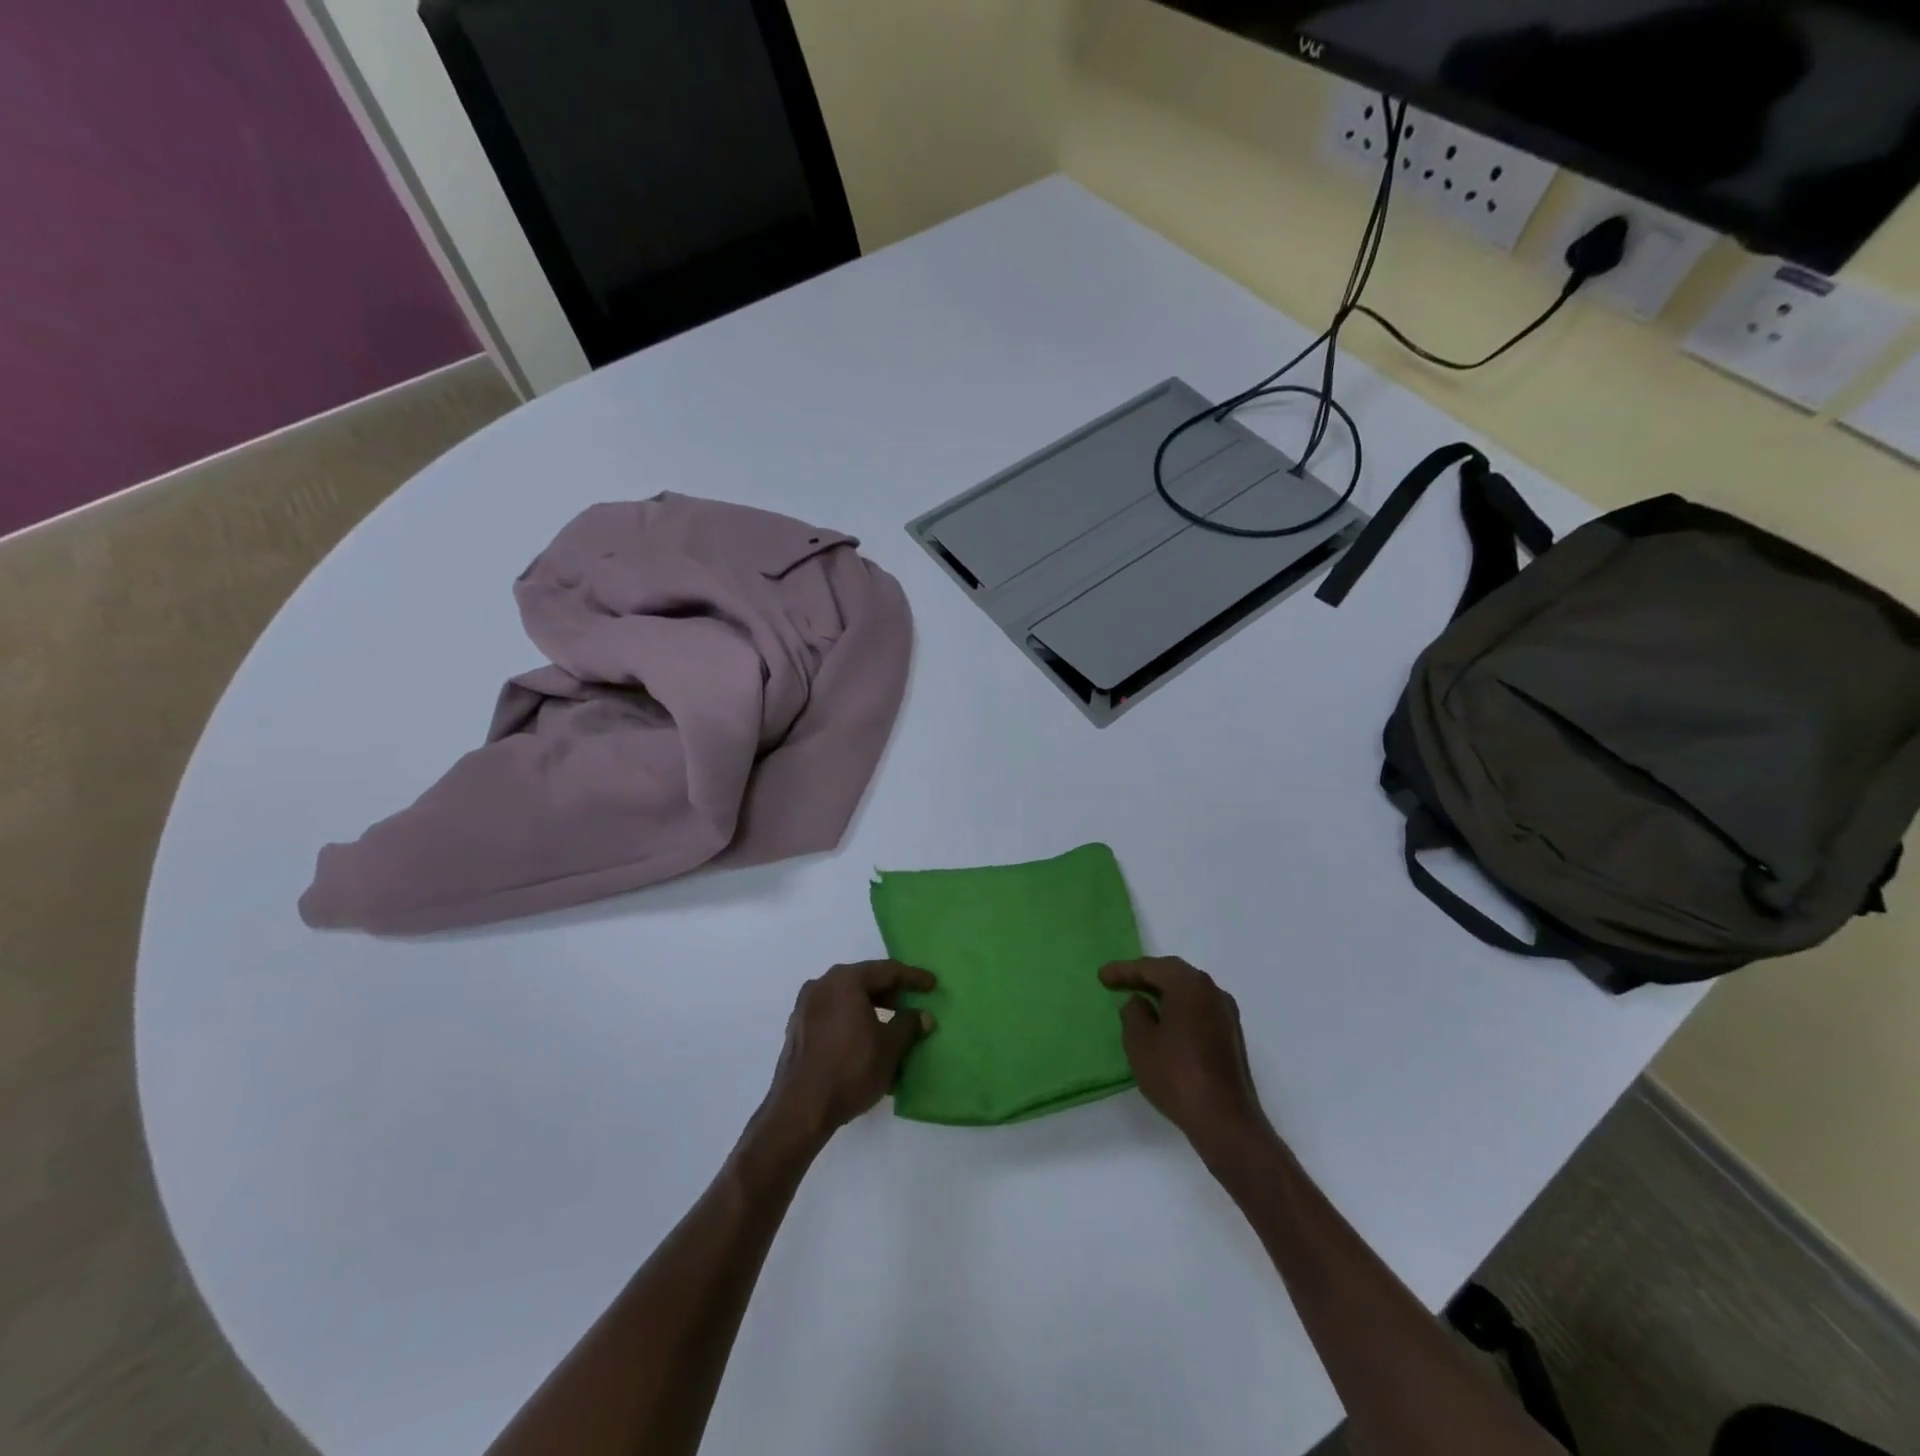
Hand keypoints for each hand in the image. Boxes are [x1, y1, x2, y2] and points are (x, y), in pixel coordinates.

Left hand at [758, 961, 935, 1148]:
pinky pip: (832, 1015)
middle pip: (863, 981)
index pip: (887, 971)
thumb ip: (909, 1025)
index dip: (913, 977)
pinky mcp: (797, 1029)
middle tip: (910, 1004)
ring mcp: (805, 1007)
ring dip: (869, 1008)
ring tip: (890, 1025)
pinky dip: (851, 1020)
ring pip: (846, 998)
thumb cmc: (851, 1069)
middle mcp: (822, 985)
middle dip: (889, 992)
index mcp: (845, 980)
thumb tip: (922, 1016)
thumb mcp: (890, 1047)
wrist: (800, 1109)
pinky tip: (864, 1041)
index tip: (931, 984)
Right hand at [1101, 957, 1271, 1160]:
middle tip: (1119, 981)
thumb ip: (1134, 1013)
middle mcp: (1212, 991)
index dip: (1124, 970)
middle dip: (1145, 976)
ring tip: (1139, 998)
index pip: (1152, 968)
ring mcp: (1226, 1014)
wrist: (1225, 1120)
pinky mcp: (1230, 1036)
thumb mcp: (1140, 1042)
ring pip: (1189, 991)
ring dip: (1163, 991)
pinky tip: (1165, 1021)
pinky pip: (1198, 1008)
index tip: (1102, 976)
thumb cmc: (1176, 1075)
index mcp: (1190, 985)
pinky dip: (1178, 1007)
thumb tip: (1140, 1002)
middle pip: (1174, 974)